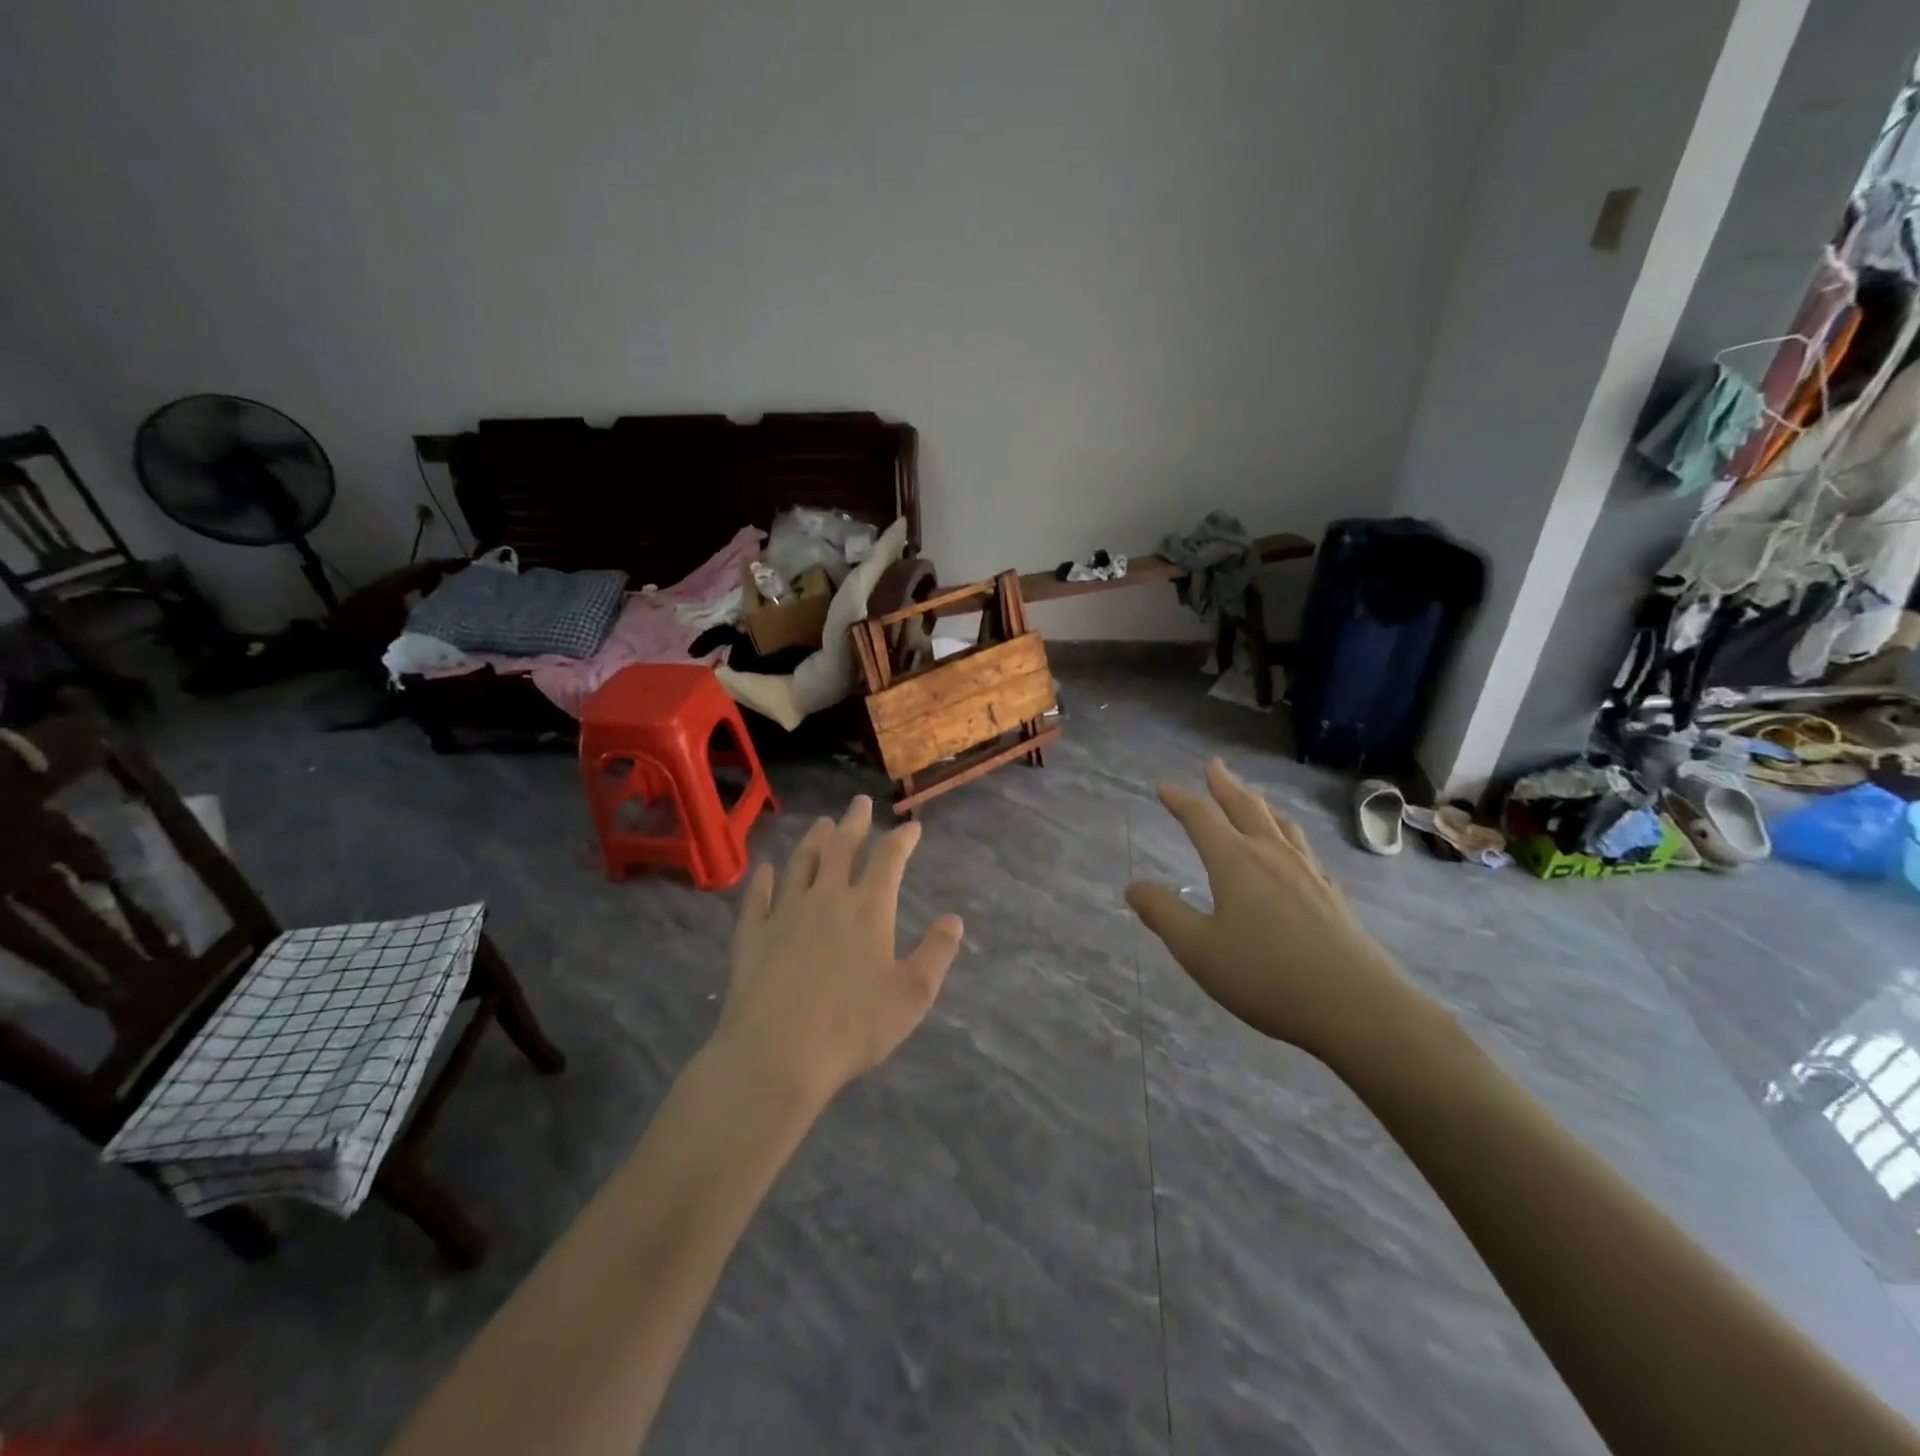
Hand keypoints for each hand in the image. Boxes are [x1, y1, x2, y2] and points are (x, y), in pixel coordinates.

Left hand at [717, 795, 963, 1109]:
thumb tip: (954, 919)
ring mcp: (785, 912)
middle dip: (855, 822)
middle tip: (860, 801)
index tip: (912, 826)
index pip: (889, 859)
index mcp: (868, 909)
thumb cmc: (852, 1028)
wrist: (775, 1056)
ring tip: (822, 823)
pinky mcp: (752, 934)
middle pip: (842, 848)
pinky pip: (758, 896)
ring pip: (801, 863)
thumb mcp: (911, 996)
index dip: (902, 838)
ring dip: (814, 840)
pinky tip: (766, 869)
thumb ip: (936, 953)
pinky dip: (763, 878)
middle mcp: (826, 898)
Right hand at [1125, 759, 1427, 1063]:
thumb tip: (1133, 887)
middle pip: (1246, 808)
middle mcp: (1272, 856)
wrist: (1356, 1006)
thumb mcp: (1199, 950)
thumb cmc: (1266, 976)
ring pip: (1280, 824)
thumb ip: (1164, 915)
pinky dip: (1288, 835)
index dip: (1180, 800)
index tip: (1163, 786)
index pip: (1201, 819)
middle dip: (1226, 785)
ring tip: (1253, 797)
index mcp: (1235, 862)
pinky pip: (1304, 848)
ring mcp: (1308, 872)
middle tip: (1215, 766)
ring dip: (1260, 805)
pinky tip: (1294, 850)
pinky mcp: (1332, 894)